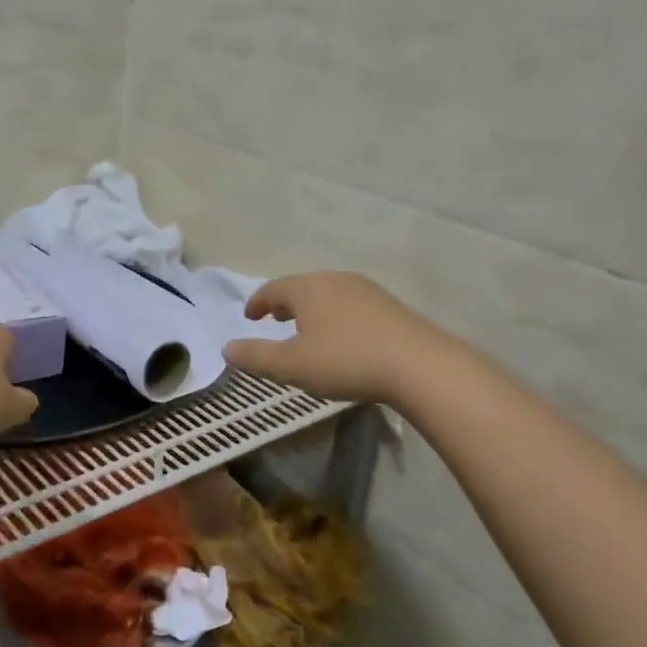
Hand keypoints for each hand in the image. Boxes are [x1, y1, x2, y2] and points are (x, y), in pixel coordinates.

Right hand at [222, 272, 446, 403]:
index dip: (257, 302)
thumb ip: (256, 356)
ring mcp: (366, 291)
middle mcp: (335, 280)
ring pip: (328, 295)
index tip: (249, 316)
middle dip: (285, 303)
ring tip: (307, 329)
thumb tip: (226, 349)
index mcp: (307, 288)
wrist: (420, 366)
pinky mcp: (390, 307)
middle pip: (302, 287)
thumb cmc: (346, 361)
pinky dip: (336, 316)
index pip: (273, 289)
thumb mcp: (292, 366)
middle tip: (275, 319)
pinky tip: (342, 337)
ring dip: (312, 310)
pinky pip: (351, 305)